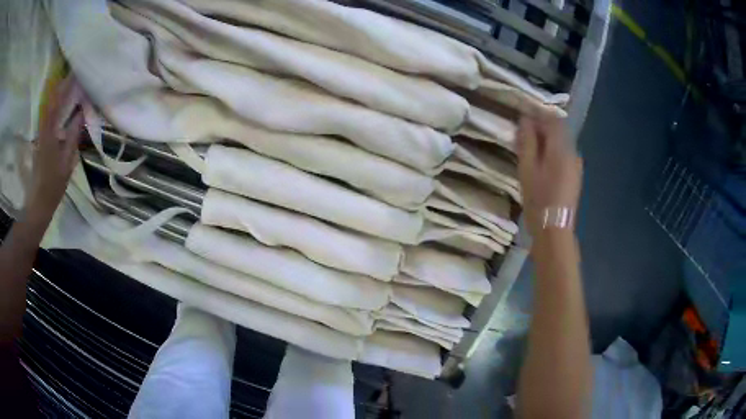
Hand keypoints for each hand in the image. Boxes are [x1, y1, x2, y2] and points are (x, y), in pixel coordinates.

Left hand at [26, 76, 84, 218]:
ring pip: (47, 108)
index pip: (57, 103)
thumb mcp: (66, 163)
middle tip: (72, 73)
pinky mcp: (40, 140)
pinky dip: (52, 105)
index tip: (76, 72)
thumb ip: (73, 137)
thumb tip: (81, 113)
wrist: (39, 203)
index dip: (65, 86)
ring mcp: (40, 135)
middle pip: (50, 101)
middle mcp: (43, 130)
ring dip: (56, 94)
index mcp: (49, 135)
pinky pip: (46, 117)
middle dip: (61, 85)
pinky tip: (58, 103)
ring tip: (67, 83)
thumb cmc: (53, 186)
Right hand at [517, 114, 582, 235]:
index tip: (523, 114)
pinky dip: (552, 152)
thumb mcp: (527, 168)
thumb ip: (528, 141)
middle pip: (558, 131)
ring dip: (547, 141)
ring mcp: (576, 165)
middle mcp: (572, 153)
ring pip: (561, 144)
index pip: (552, 120)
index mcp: (561, 148)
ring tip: (530, 149)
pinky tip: (542, 163)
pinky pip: (564, 155)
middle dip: (542, 127)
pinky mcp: (575, 176)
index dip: (538, 113)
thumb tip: (525, 120)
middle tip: (523, 133)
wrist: (555, 229)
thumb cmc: (539, 198)